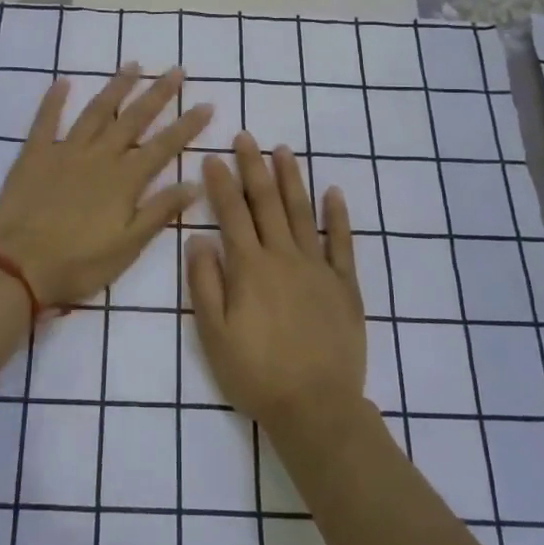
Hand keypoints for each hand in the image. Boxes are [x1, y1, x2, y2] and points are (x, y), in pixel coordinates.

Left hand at [0, 65, 211, 311]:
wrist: (18, 266)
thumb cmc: (78, 263)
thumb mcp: (128, 246)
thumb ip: (159, 212)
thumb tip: (195, 184)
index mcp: (124, 180)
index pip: (164, 146)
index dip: (187, 125)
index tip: (206, 104)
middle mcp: (99, 157)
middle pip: (134, 119)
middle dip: (158, 94)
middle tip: (176, 71)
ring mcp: (65, 151)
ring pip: (96, 112)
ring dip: (116, 88)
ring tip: (132, 65)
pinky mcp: (34, 155)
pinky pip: (45, 120)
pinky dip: (54, 100)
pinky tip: (64, 81)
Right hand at [185, 135, 366, 438]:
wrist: (316, 406)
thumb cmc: (256, 373)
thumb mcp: (214, 334)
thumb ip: (205, 283)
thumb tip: (198, 238)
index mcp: (250, 267)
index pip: (232, 213)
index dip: (221, 183)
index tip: (212, 157)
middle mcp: (284, 257)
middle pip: (267, 203)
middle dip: (254, 167)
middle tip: (246, 138)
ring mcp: (318, 268)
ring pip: (302, 213)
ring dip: (291, 180)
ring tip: (283, 151)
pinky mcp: (345, 285)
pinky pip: (342, 242)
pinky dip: (338, 215)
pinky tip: (334, 192)